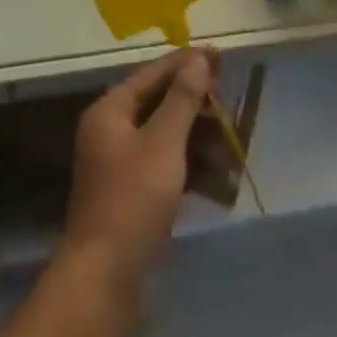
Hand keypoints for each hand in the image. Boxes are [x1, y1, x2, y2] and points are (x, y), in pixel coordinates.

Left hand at [60, 47, 214, 291]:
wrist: (104, 280)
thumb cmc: (133, 200)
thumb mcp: (163, 143)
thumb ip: (182, 99)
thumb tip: (198, 59)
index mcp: (111, 110)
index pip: (153, 73)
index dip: (187, 63)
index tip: (220, 56)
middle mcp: (111, 130)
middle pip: (160, 103)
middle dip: (197, 105)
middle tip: (229, 105)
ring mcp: (120, 164)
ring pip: (166, 136)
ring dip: (199, 139)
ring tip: (232, 143)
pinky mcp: (132, 194)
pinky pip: (166, 166)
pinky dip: (190, 167)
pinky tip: (220, 178)